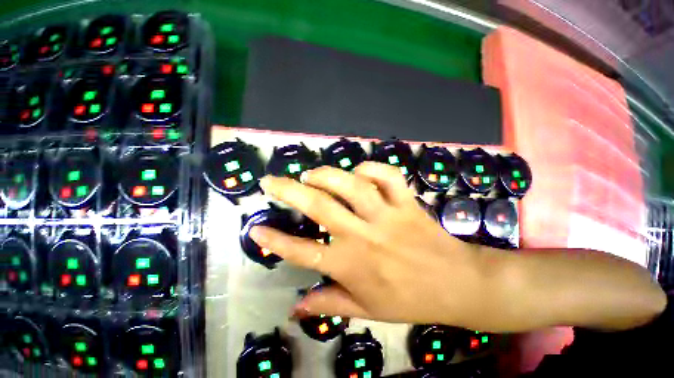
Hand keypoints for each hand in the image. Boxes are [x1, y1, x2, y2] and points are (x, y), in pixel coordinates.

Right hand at [250, 162, 497, 328]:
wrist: (457, 285)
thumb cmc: (410, 299)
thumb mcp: (367, 310)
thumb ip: (330, 304)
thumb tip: (296, 308)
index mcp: (351, 265)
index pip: (302, 252)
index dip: (274, 241)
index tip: (255, 229)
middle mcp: (363, 236)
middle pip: (319, 207)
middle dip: (289, 191)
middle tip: (272, 181)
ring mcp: (387, 215)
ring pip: (351, 186)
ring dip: (327, 176)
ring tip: (312, 175)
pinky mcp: (407, 203)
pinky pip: (387, 176)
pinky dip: (371, 168)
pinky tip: (359, 172)